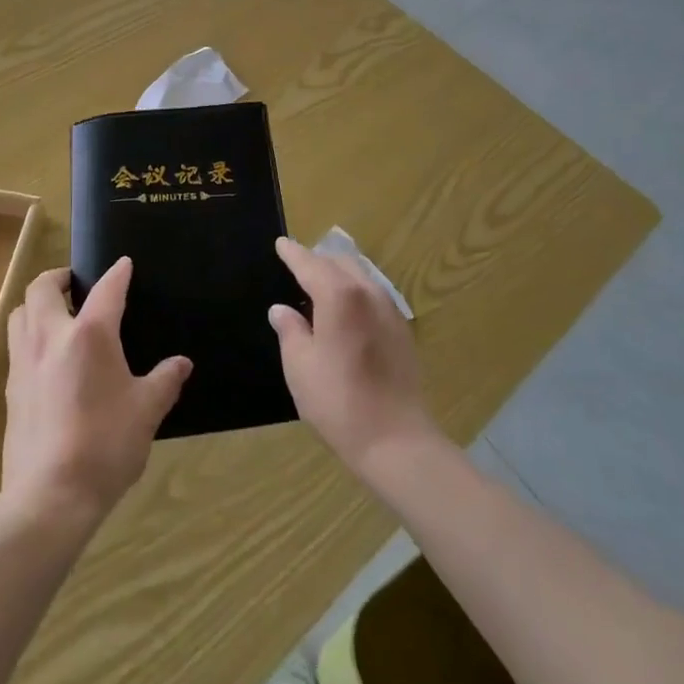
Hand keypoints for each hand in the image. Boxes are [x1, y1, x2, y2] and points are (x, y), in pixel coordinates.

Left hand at [2, 261, 189, 529]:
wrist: (49, 497)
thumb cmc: (105, 446)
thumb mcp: (146, 412)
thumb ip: (165, 381)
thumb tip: (182, 364)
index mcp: (89, 335)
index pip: (106, 289)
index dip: (117, 273)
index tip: (124, 264)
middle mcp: (51, 337)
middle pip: (42, 287)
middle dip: (59, 277)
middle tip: (76, 283)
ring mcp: (24, 363)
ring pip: (20, 314)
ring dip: (37, 305)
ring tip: (57, 316)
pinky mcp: (10, 391)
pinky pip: (16, 347)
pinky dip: (30, 338)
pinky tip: (47, 360)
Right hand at [269, 237, 437, 473]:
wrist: (396, 440)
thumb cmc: (339, 402)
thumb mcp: (300, 366)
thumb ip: (289, 330)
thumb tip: (281, 310)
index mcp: (339, 295)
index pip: (310, 263)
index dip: (293, 253)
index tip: (281, 244)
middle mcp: (367, 292)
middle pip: (339, 262)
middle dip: (317, 260)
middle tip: (297, 266)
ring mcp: (389, 309)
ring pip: (360, 274)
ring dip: (338, 273)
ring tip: (320, 285)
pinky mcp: (402, 329)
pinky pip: (373, 293)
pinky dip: (355, 290)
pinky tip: (346, 309)